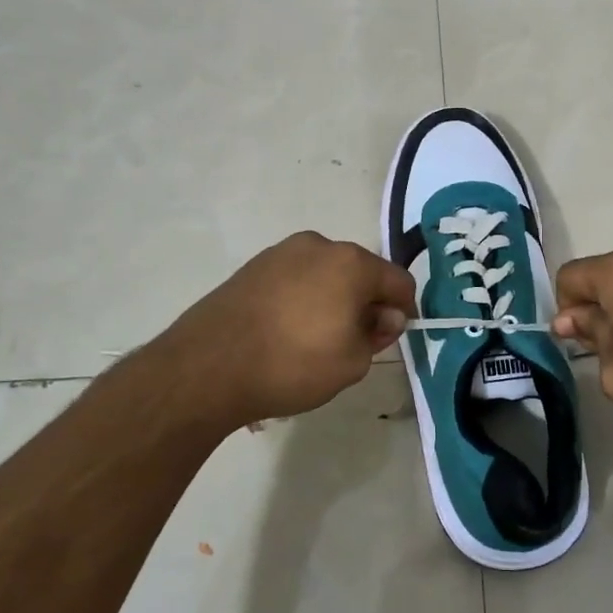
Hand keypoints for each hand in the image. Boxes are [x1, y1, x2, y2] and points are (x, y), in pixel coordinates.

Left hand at [155, 231, 415, 426]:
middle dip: (366, 303)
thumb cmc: (292, 364)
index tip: (392, 337)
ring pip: (326, 274)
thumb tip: (385, 315)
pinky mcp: (254, 266)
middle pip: (361, 272)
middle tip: (355, 343)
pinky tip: (287, 332)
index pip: (398, 280)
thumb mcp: (352, 362)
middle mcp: (319, 245)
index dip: (404, 310)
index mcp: (351, 263)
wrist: (208, 366)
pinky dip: (302, 299)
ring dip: (333, 299)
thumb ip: (378, 334)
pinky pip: (295, 279)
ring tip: (316, 340)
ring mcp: (282, 252)